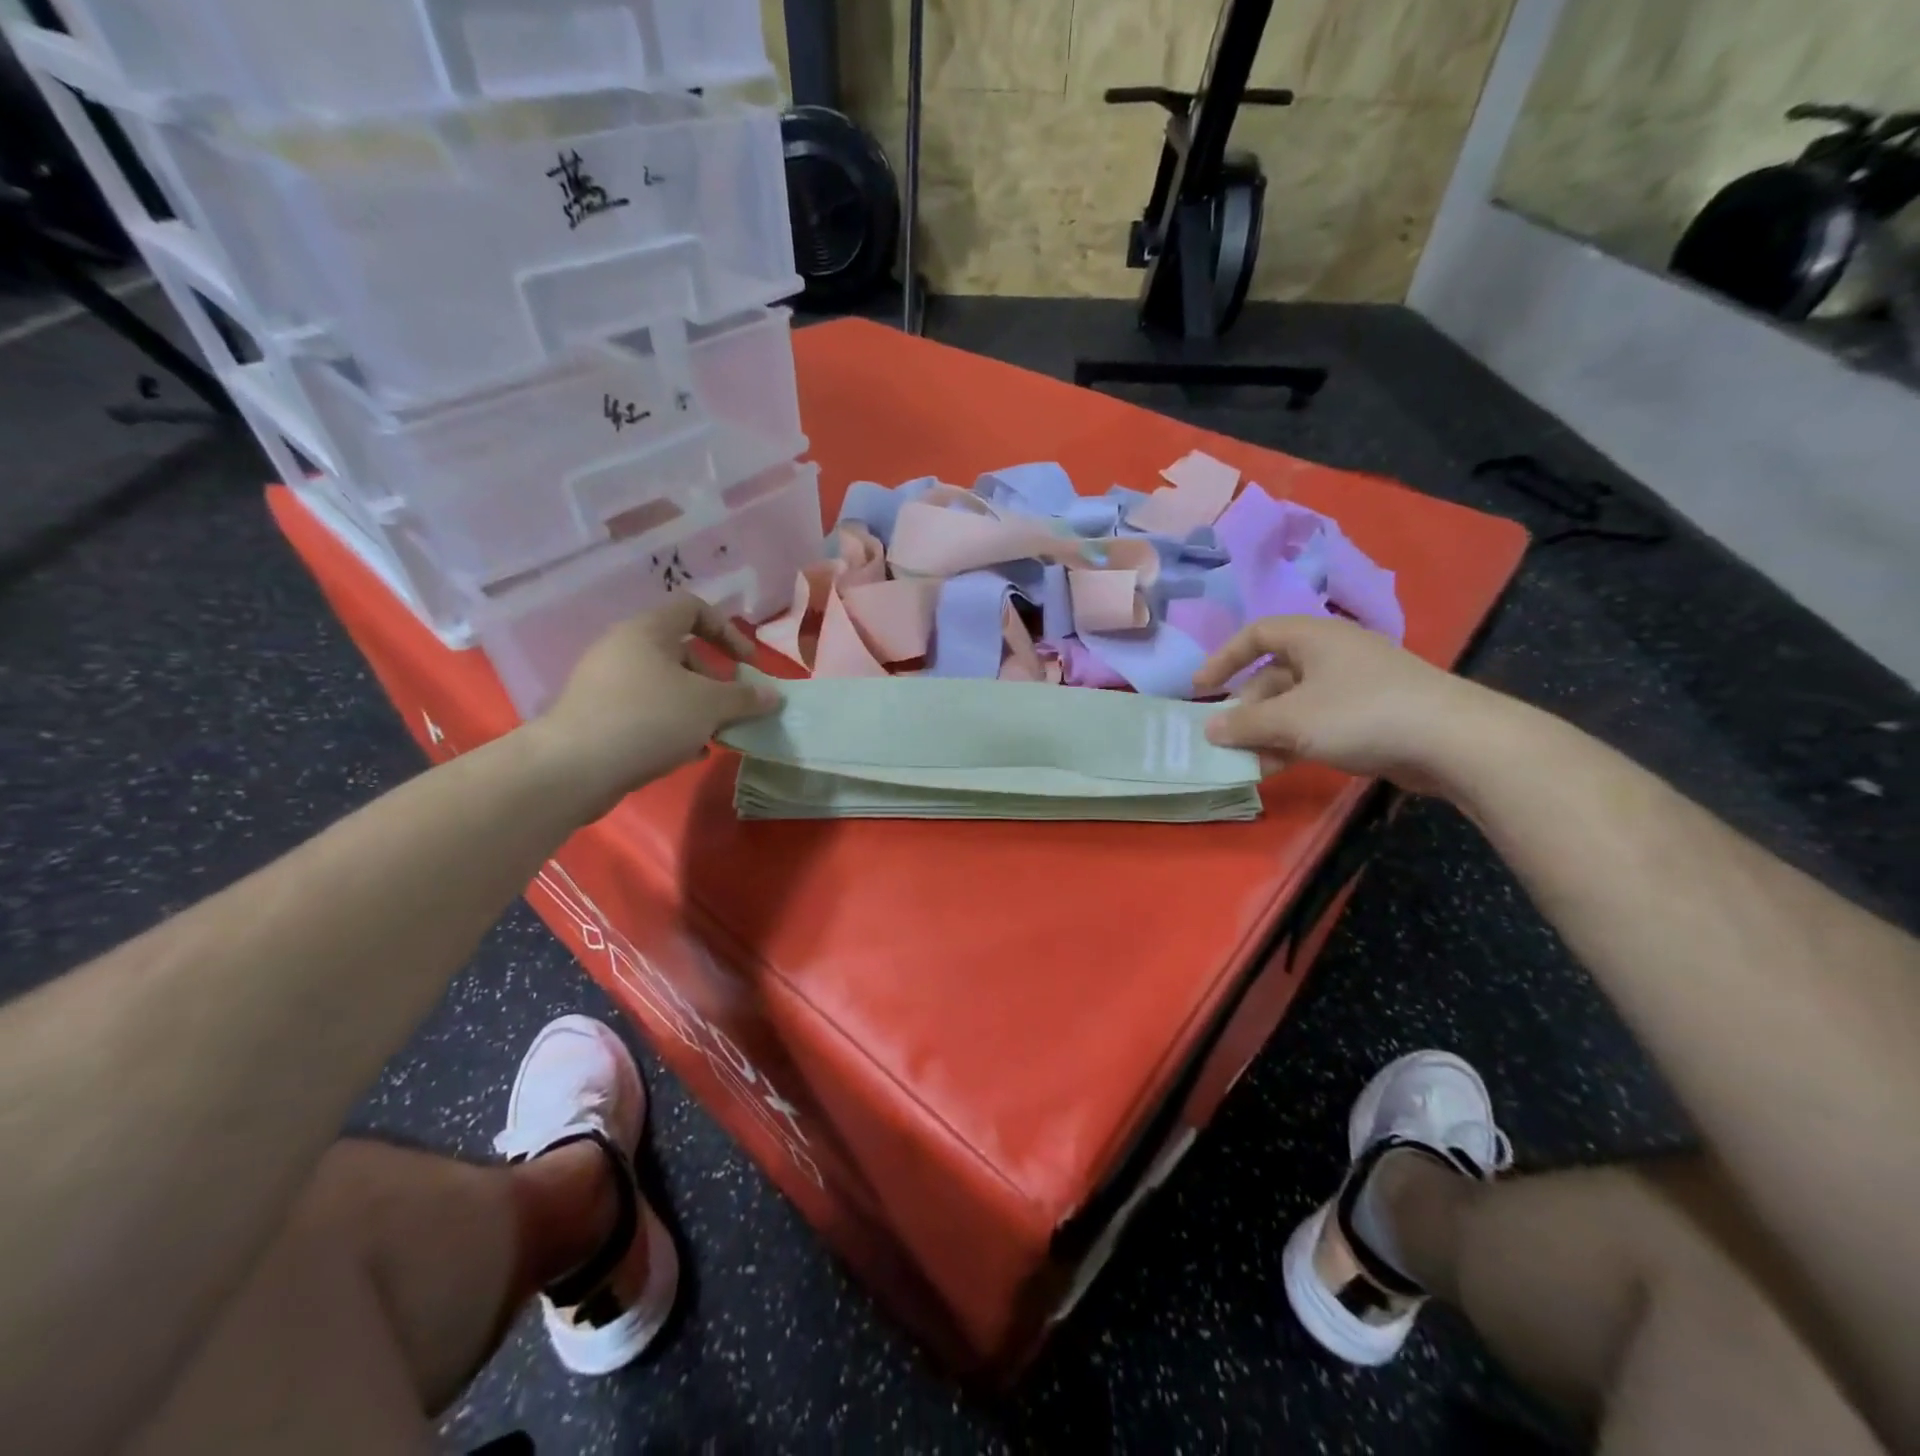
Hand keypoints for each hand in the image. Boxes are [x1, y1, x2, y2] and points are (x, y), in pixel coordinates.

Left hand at [530, 598, 779, 814]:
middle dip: (715, 681)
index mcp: (647, 631)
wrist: (573, 768)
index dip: (728, 631)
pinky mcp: (598, 717)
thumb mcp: (709, 705)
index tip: (748, 664)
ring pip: (666, 687)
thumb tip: (773, 695)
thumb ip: (745, 697)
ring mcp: (606, 684)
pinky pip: (646, 712)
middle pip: (682, 653)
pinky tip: (687, 754)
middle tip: (733, 708)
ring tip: (715, 736)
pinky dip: (671, 727)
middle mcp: (623, 649)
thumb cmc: (649, 719)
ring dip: (697, 708)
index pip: (694, 609)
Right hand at [1193, 615, 1494, 789]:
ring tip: (1249, 762)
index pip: (1256, 634)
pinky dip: (1295, 741)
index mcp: (1314, 637)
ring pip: (1295, 704)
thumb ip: (1244, 724)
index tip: (1201, 689)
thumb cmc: (1361, 714)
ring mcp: (1355, 685)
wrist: (1453, 741)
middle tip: (1228, 739)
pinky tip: (1280, 768)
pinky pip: (1319, 722)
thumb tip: (1209, 729)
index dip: (1224, 658)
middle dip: (1247, 708)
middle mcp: (1332, 654)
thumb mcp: (1291, 720)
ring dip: (1268, 731)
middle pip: (1274, 674)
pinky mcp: (1372, 714)